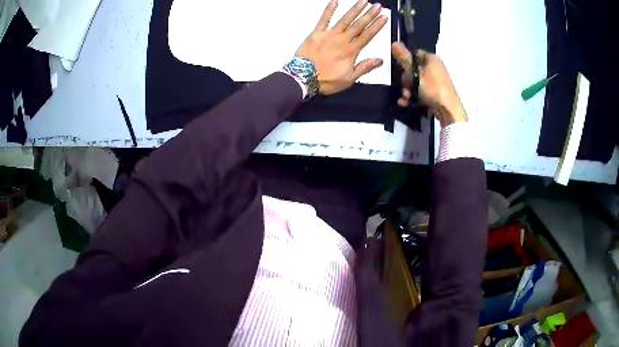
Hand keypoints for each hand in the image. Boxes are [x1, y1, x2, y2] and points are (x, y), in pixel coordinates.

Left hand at [296, 0, 387, 95]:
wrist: (303, 79)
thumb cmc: (327, 81)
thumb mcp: (349, 79)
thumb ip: (365, 67)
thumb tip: (380, 60)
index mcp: (351, 51)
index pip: (367, 35)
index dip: (376, 26)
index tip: (384, 17)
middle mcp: (342, 40)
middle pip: (359, 25)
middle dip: (369, 14)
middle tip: (378, 5)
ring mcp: (329, 35)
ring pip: (345, 19)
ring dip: (355, 9)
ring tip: (363, 1)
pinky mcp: (316, 33)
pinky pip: (323, 19)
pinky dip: (329, 10)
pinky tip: (335, 1)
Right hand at [391, 42, 466, 126]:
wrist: (449, 111)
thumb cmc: (433, 89)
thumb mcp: (416, 73)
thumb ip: (404, 59)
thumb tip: (394, 42)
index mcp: (431, 59)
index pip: (413, 54)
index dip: (404, 61)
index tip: (398, 70)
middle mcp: (434, 67)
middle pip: (413, 69)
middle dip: (405, 81)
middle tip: (404, 89)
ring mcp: (435, 80)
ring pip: (415, 82)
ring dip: (407, 90)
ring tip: (405, 99)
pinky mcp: (435, 92)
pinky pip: (420, 91)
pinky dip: (413, 96)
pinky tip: (406, 103)